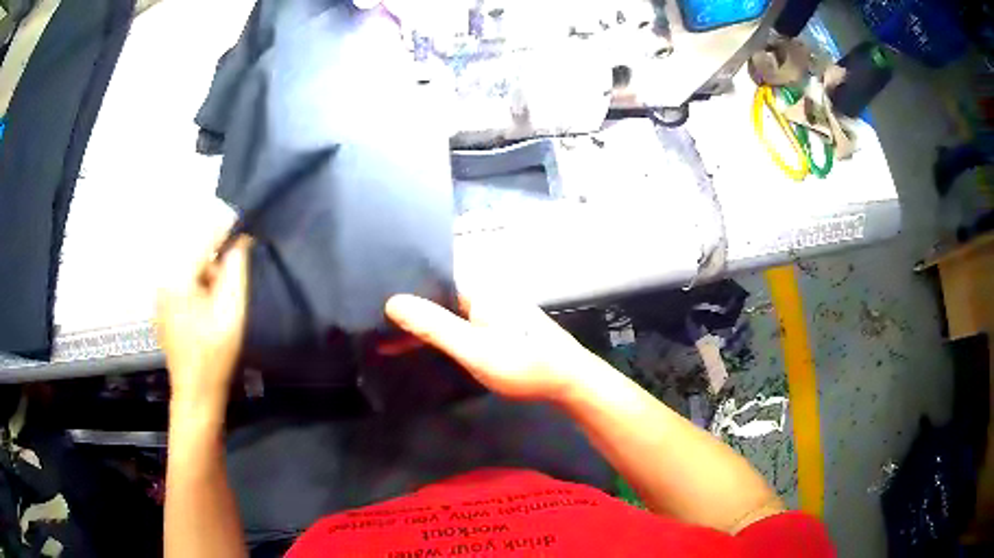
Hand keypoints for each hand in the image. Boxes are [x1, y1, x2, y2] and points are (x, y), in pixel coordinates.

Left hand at [155, 232, 251, 410]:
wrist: (195, 393)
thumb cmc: (214, 355)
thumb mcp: (231, 312)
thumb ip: (235, 272)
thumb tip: (240, 242)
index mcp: (177, 278)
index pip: (204, 240)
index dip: (227, 234)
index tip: (248, 234)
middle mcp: (163, 280)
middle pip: (195, 255)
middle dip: (216, 263)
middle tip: (232, 288)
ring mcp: (160, 295)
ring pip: (189, 270)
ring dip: (208, 278)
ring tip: (220, 306)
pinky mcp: (162, 307)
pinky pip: (183, 284)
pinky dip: (198, 289)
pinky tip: (206, 313)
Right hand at [385, 294, 592, 401]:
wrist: (568, 380)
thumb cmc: (522, 363)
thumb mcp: (473, 348)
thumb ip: (434, 326)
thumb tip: (392, 301)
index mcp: (477, 289)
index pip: (429, 281)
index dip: (402, 294)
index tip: (373, 308)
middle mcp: (484, 293)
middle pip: (436, 298)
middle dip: (408, 314)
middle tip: (375, 330)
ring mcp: (492, 309)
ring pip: (447, 314)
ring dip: (422, 326)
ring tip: (388, 341)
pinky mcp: (498, 326)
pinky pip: (460, 325)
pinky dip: (441, 335)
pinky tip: (425, 347)